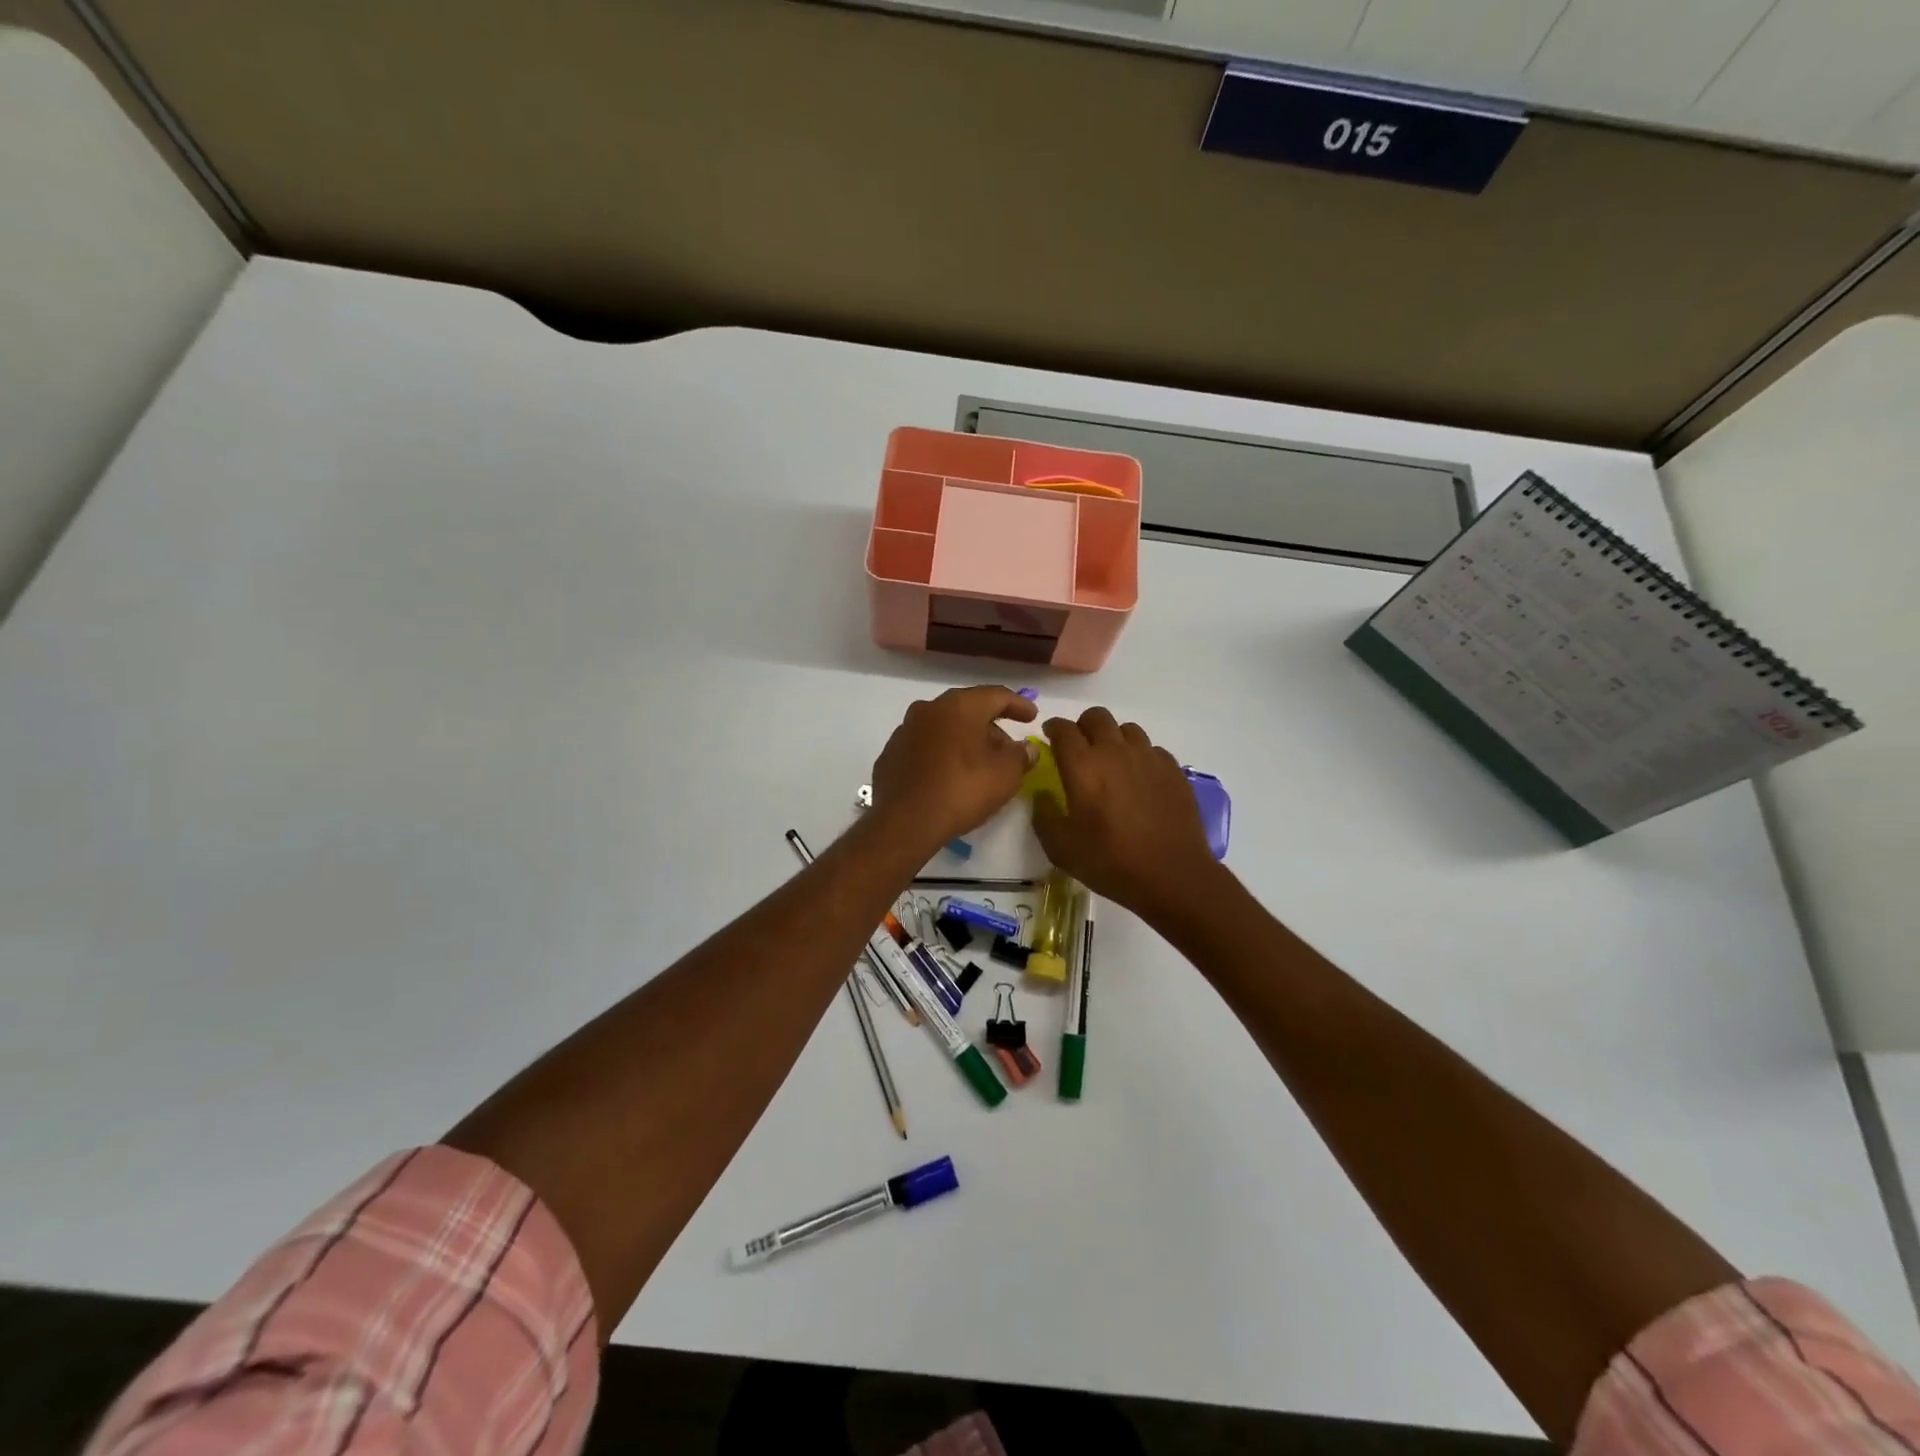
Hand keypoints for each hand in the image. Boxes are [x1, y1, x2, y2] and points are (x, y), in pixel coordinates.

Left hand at [869, 686, 1038, 852]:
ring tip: (981, 765)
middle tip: (1008, 749)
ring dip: (965, 740)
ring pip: (945, 727)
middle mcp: (929, 709)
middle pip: (968, 710)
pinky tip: (951, 775)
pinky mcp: (891, 754)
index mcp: (959, 706)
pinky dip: (943, 754)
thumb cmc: (961, 790)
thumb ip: (1021, 756)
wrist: (904, 822)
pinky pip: (926, 746)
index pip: (996, 695)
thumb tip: (1027, 748)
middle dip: (991, 727)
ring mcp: (905, 730)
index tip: (1032, 717)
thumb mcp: (1005, 775)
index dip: (1018, 705)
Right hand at [1032, 708, 1221, 923]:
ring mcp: (1148, 757)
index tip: (1049, 737)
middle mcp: (1115, 752)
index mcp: (1083, 767)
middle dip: (1083, 726)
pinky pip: (1151, 749)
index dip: (1053, 728)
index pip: (1063, 729)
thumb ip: (1044, 817)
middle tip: (1079, 748)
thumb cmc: (1111, 863)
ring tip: (1111, 762)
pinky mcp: (1173, 769)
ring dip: (1113, 738)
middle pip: (1096, 717)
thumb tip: (1043, 795)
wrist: (1173, 875)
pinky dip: (1139, 756)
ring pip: (1127, 729)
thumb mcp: (1062, 849)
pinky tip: (1139, 779)